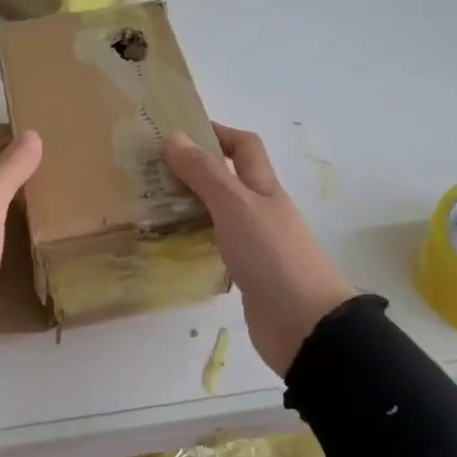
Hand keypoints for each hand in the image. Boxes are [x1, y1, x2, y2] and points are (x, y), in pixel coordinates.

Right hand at [166, 123, 357, 374]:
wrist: (304, 324)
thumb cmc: (272, 255)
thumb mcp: (235, 205)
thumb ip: (205, 173)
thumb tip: (175, 137)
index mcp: (264, 188)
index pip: (245, 146)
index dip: (217, 132)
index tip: (180, 132)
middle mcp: (261, 211)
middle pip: (229, 179)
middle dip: (194, 170)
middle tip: (152, 172)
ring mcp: (256, 243)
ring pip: (219, 214)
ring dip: (190, 206)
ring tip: (151, 206)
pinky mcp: (246, 273)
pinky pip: (216, 246)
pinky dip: (195, 240)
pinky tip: (170, 246)